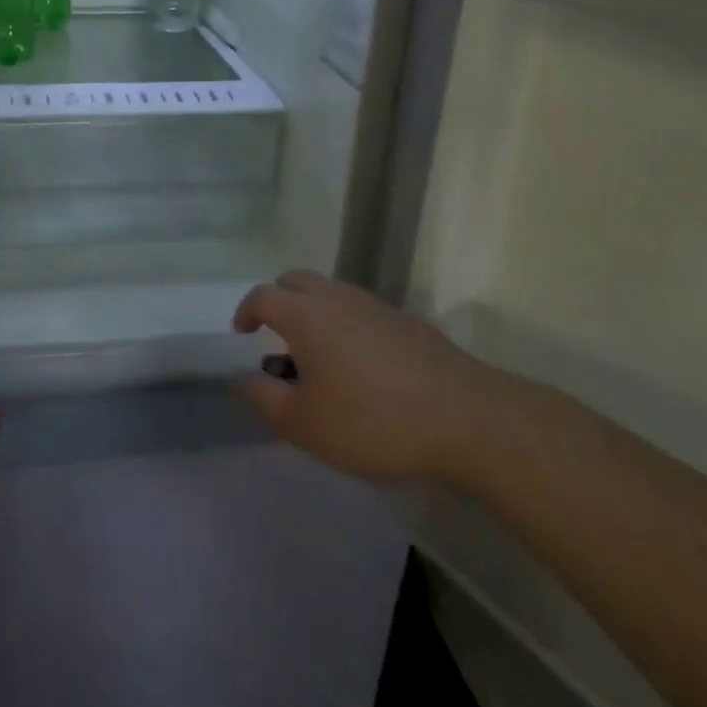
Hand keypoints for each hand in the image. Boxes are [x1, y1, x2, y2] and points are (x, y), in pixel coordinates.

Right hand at [232, 271, 503, 483]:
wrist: (467, 419)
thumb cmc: (373, 421)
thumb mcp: (304, 424)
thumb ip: (262, 398)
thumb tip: (239, 376)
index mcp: (306, 314)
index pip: (262, 295)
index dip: (246, 312)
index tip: (244, 335)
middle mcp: (337, 298)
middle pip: (296, 281)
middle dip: (279, 302)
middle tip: (278, 338)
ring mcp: (376, 306)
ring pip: (332, 294)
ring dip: (315, 313)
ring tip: (320, 359)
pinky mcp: (408, 323)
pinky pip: (363, 312)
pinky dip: (349, 327)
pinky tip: (364, 370)